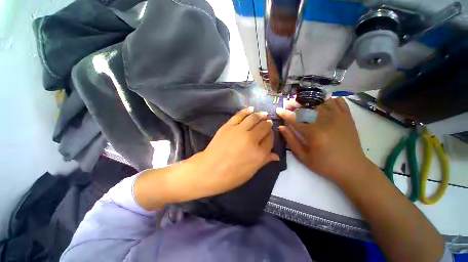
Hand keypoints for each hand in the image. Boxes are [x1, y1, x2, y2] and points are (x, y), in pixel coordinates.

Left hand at [196, 107, 279, 196]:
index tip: (269, 133)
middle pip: (264, 127)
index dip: (271, 135)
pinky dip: (247, 111)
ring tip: (263, 113)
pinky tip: (252, 109)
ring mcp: (240, 131)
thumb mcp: (251, 171)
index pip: (270, 140)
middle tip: (267, 122)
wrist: (209, 170)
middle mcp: (252, 139)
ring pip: (254, 118)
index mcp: (260, 153)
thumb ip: (264, 161)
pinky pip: (240, 115)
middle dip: (267, 124)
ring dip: (260, 115)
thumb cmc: (231, 176)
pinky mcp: (229, 126)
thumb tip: (276, 156)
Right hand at [276, 98, 369, 182]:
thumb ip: (291, 140)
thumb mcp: (303, 156)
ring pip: (320, 102)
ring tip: (303, 105)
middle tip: (288, 104)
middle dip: (295, 104)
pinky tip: (322, 105)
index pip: (295, 118)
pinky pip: (337, 101)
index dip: (285, 113)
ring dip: (309, 102)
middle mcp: (325, 121)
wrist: (352, 168)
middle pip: (307, 107)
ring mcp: (338, 117)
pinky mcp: (347, 117)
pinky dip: (328, 100)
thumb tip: (281, 127)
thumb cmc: (325, 164)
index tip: (278, 110)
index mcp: (313, 133)